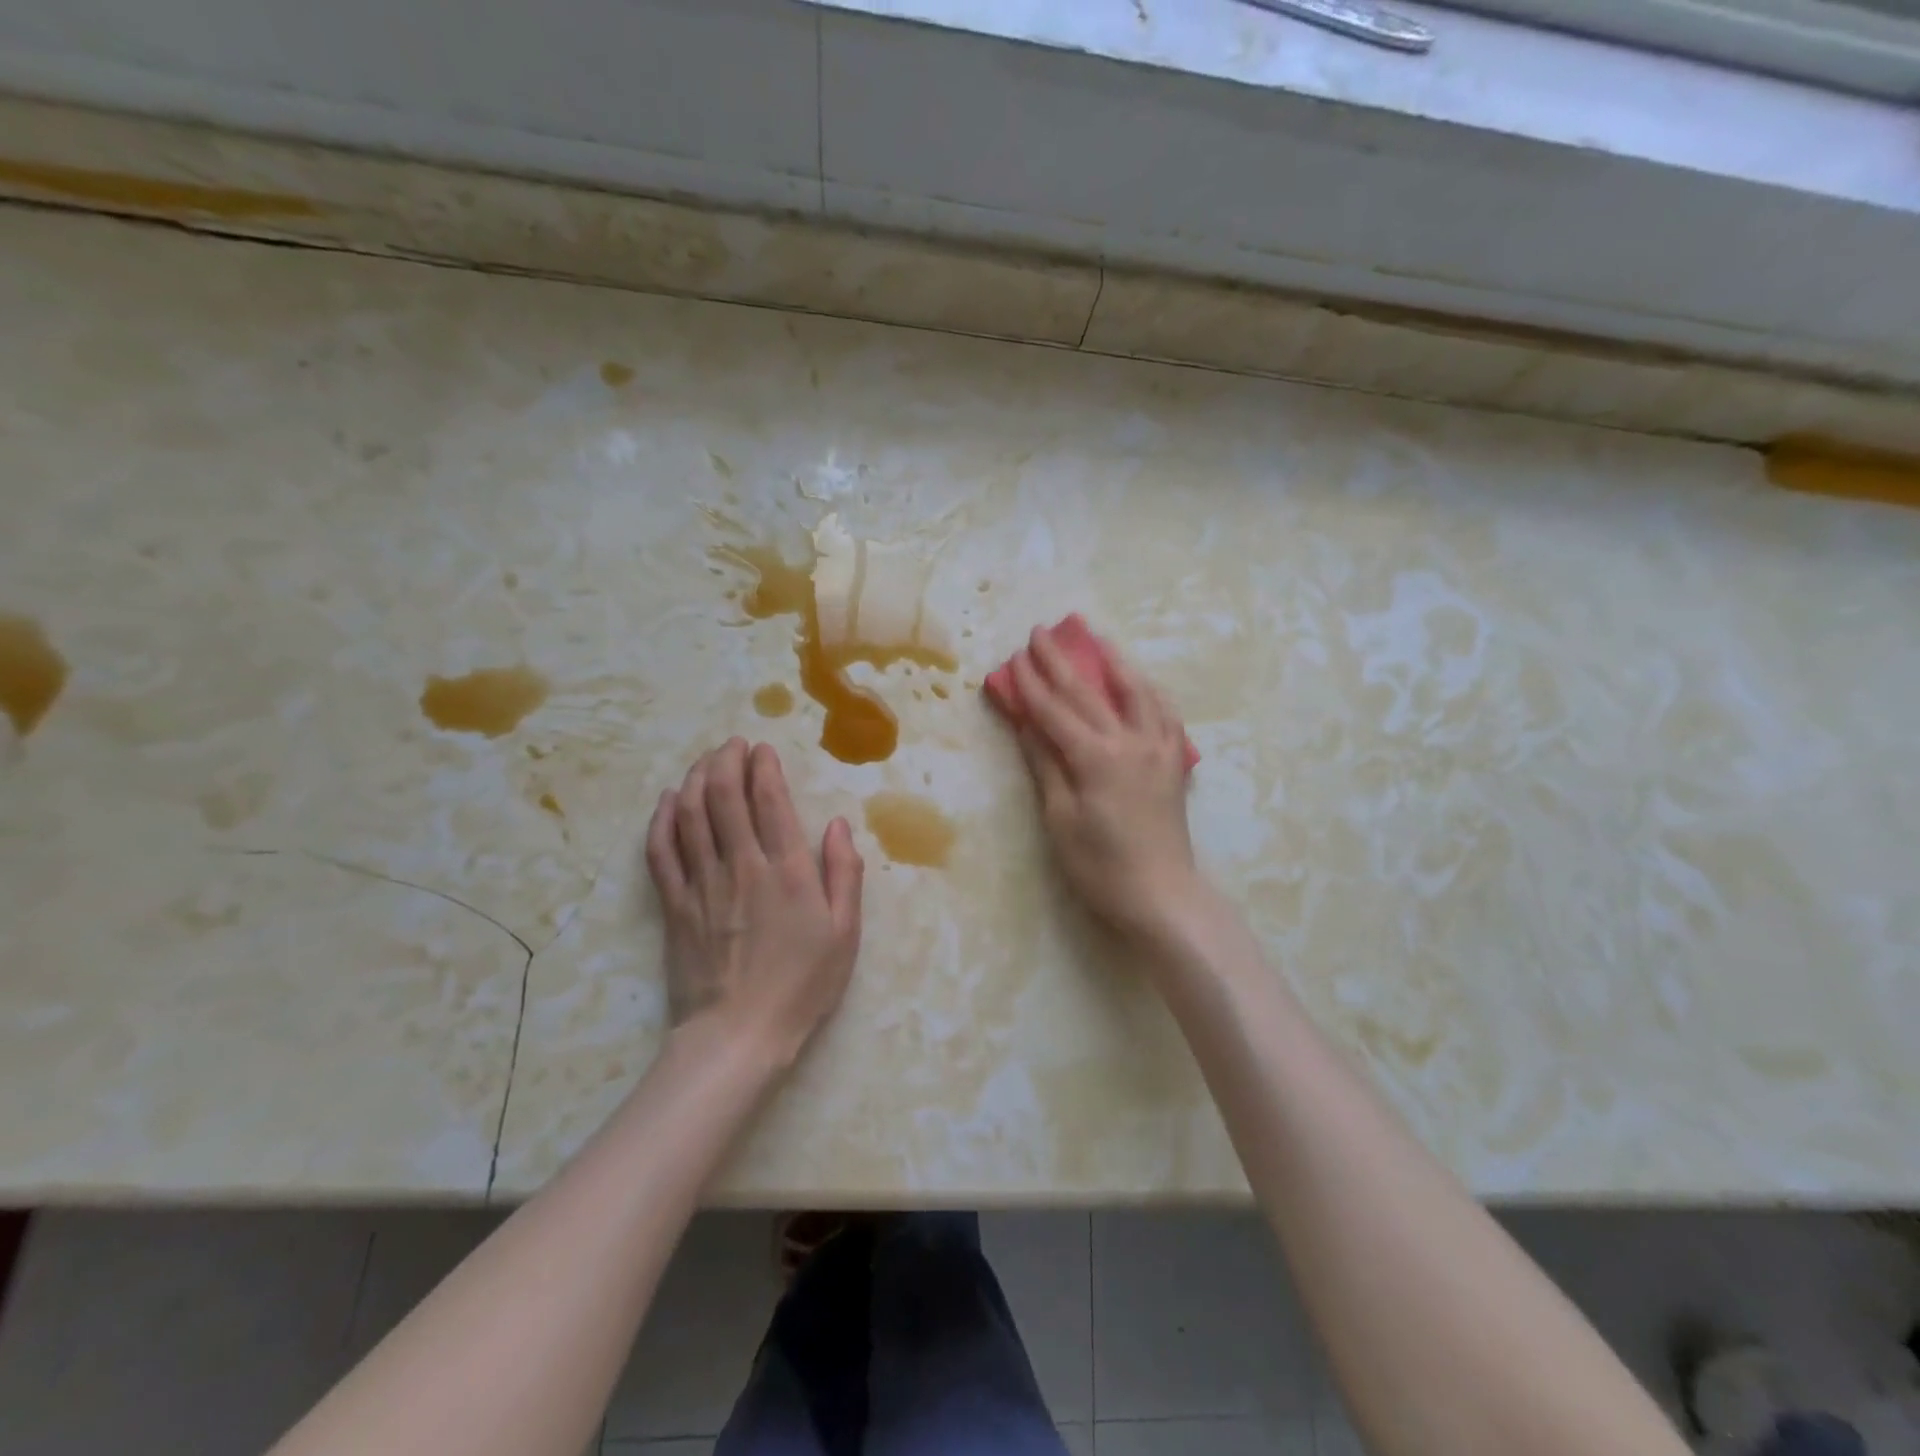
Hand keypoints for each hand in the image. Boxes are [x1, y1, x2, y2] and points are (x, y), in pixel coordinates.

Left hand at [645, 739, 863, 1063]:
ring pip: (689, 814)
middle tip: (732, 745)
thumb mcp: (845, 933)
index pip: (769, 800)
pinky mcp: (674, 905)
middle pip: (723, 795)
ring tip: (705, 761)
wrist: (739, 1035)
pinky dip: (662, 819)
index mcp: (788, 871)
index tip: (762, 749)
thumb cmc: (802, 984)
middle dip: (726, 760)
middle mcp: (742, 866)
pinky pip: (661, 851)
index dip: (763, 766)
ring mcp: (702, 883)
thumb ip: (844, 873)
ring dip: (695, 778)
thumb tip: (838, 824)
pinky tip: (667, 802)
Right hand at [1004, 625, 1198, 940]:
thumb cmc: (1101, 866)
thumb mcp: (1061, 819)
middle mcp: (1131, 741)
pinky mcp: (1174, 761)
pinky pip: (1164, 712)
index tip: (1014, 656)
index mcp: (1096, 757)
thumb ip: (1046, 765)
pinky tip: (1140, 684)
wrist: (1162, 895)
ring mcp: (1159, 748)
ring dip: (1112, 660)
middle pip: (1090, 692)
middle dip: (1061, 661)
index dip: (1031, 683)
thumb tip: (1026, 724)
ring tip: (1096, 638)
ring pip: (1136, 691)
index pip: (1055, 710)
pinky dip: (1148, 690)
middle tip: (1040, 632)